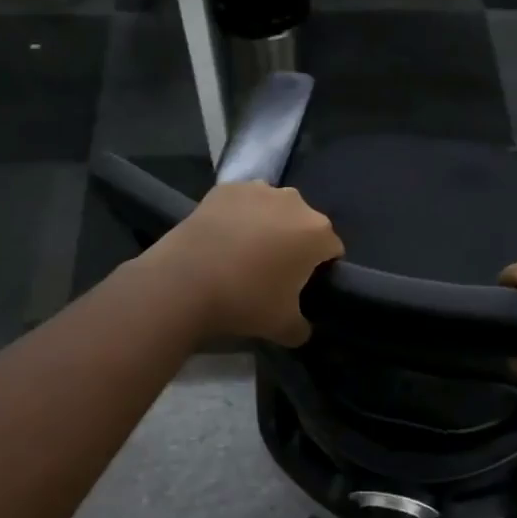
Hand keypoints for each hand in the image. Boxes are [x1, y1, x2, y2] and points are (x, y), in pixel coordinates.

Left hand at [150, 181, 343, 345]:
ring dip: (268, 224)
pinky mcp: (226, 188)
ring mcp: (258, 190)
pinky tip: (222, 237)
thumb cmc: (245, 301)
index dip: (320, 269)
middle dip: (294, 242)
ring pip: (274, 208)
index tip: (301, 286)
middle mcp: (295, 202)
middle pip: (304, 224)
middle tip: (272, 270)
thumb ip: (302, 328)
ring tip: (243, 251)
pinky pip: (243, 202)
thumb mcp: (284, 328)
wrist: (183, 282)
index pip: (333, 249)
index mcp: (317, 232)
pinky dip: (238, 215)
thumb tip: (302, 328)